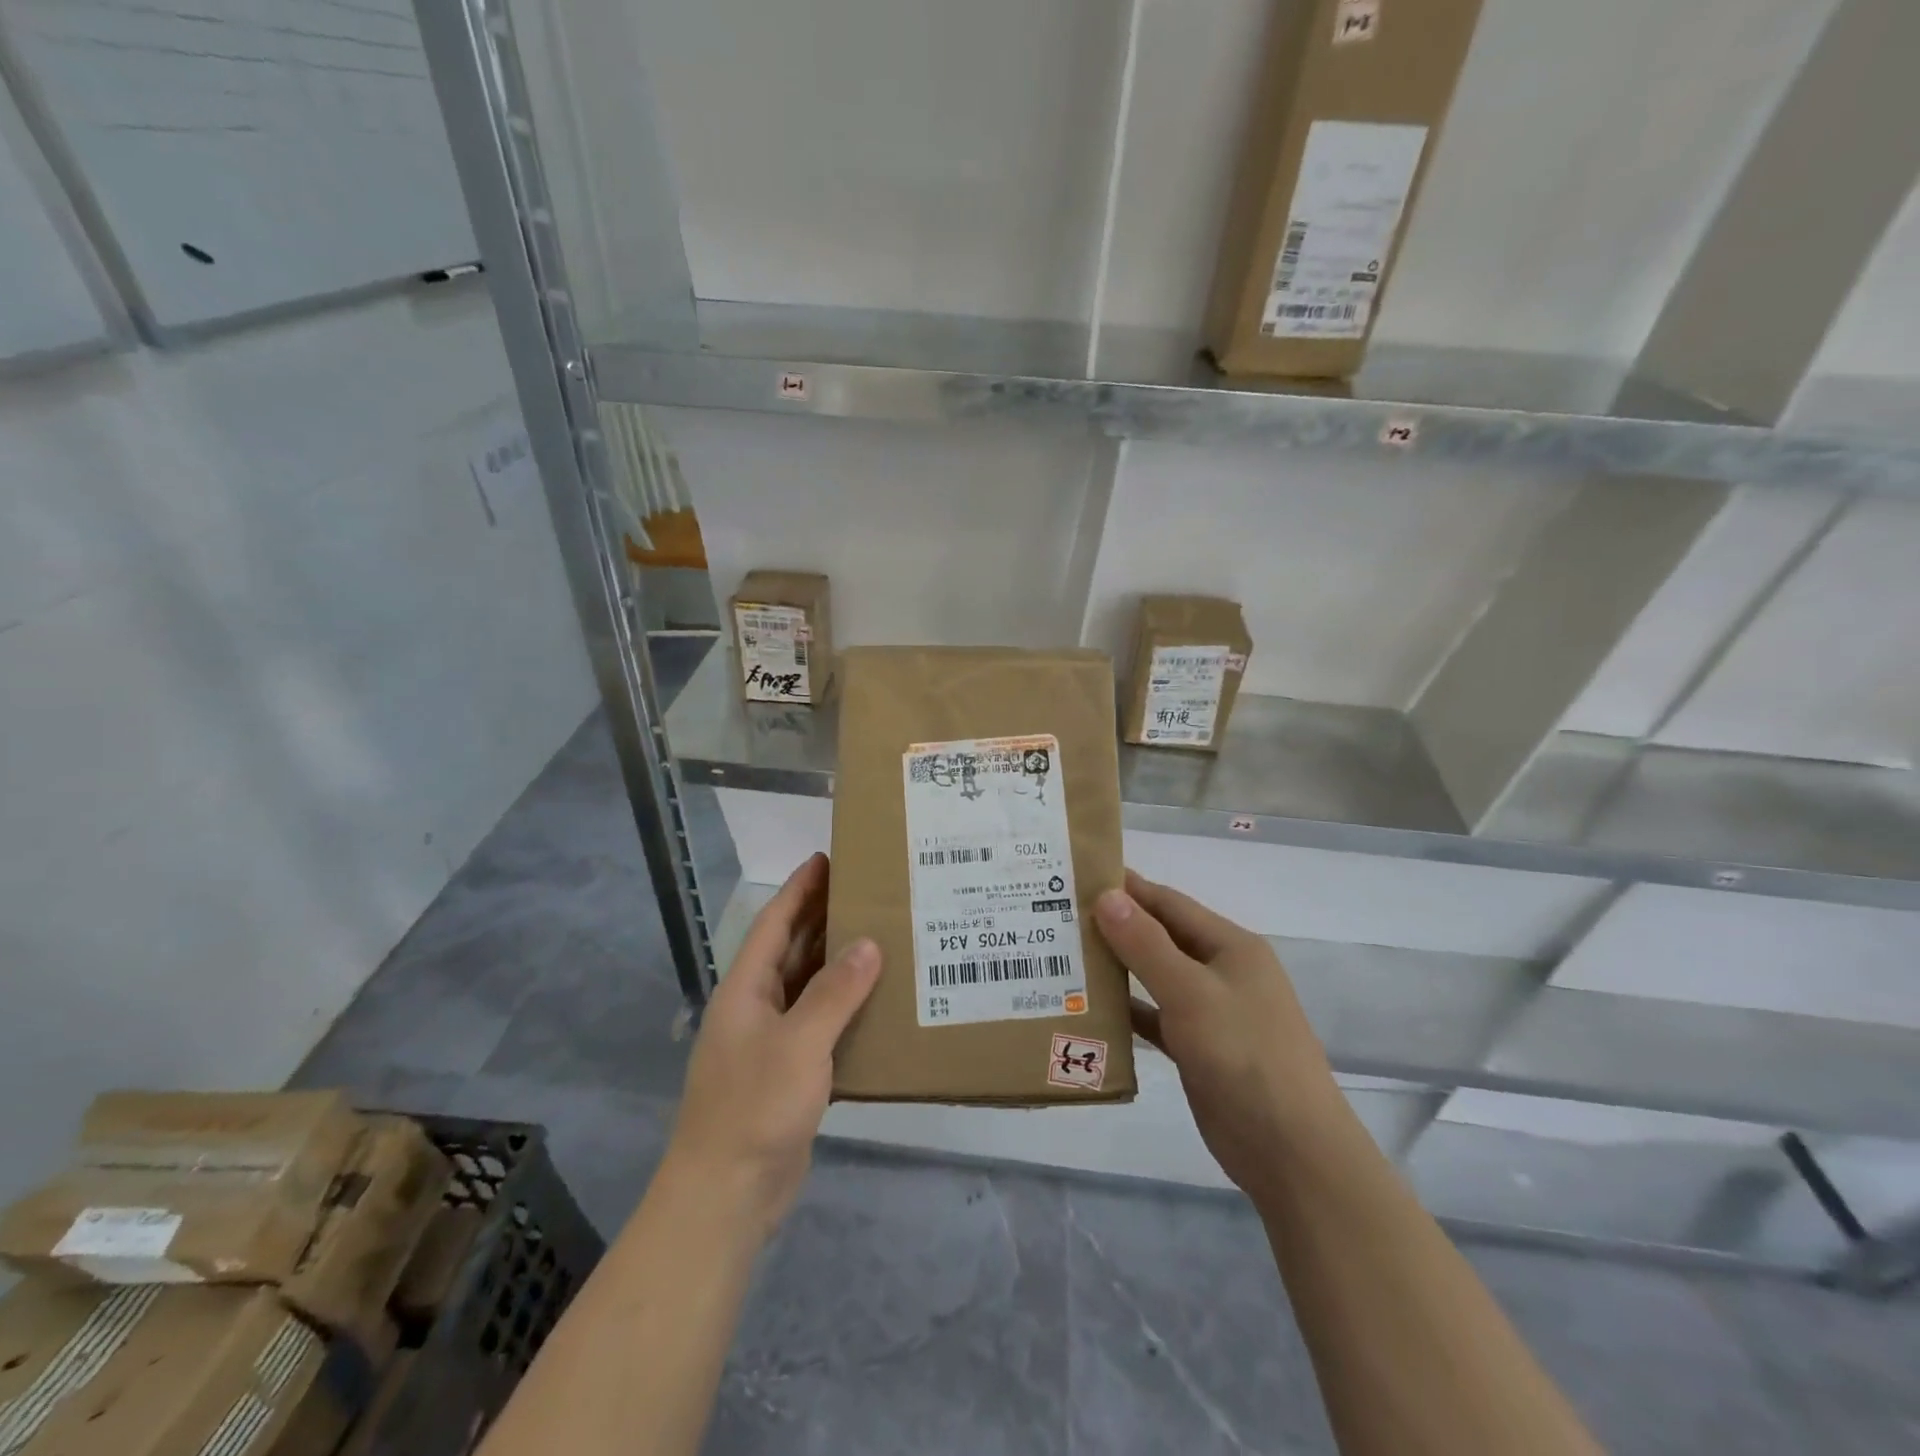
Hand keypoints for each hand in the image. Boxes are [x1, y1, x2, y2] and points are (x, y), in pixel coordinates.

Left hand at [662, 853, 880, 1238]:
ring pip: (808, 987)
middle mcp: (756, 1008)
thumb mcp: (798, 1043)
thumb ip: (835, 992)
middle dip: (822, 918)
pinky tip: (878, 1001)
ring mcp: (771, 1042)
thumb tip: (869, 943)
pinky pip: (820, 1024)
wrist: (725, 1197)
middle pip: (791, 950)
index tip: (826, 858)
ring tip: (881, 934)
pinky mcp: (789, 1073)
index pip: (774, 924)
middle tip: (866, 889)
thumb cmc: (754, 1108)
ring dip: (838, 962)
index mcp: (746, 990)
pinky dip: (846, 1007)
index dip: (799, 890)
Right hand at [1095, 871, 1344, 1203]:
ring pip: (1155, 977)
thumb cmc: (1244, 1057)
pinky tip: (1090, 1008)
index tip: (1078, 875)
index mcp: (1230, 946)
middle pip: (1160, 938)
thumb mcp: (1192, 993)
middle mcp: (1221, 972)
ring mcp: (1211, 1012)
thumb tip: (1106, 895)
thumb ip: (1146, 944)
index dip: (1127, 887)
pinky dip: (1127, 1010)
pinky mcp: (1199, 1049)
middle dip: (1115, 926)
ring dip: (1117, 967)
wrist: (1291, 1152)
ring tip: (1065, 955)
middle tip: (1060, 916)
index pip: (1169, 902)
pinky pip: (1155, 1017)